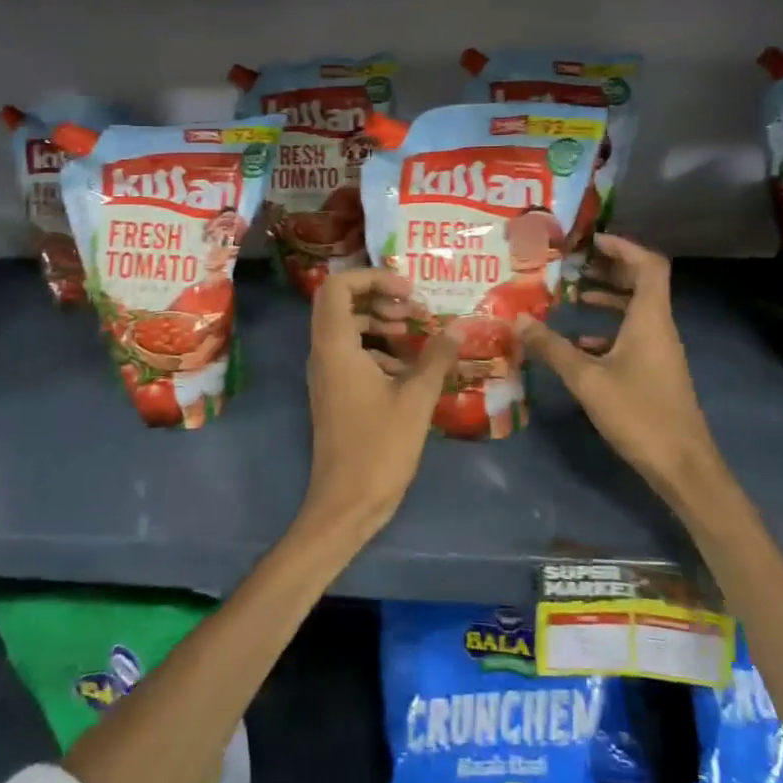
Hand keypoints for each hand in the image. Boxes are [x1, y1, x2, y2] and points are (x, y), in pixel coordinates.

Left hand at [300, 268, 459, 541]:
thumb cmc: (378, 447)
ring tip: (417, 336)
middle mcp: (324, 353)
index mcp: (335, 346)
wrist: (345, 505)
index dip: (373, 277)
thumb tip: (458, 327)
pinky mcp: (336, 393)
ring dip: (381, 324)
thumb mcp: (416, 399)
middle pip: (341, 303)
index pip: (338, 286)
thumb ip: (436, 357)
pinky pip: (353, 354)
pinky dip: (379, 350)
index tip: (408, 291)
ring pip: (348, 329)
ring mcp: (327, 374)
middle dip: (379, 298)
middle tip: (414, 311)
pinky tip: (410, 369)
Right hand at [515, 233, 722, 500]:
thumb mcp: (587, 379)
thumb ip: (552, 348)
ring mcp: (660, 350)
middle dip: (609, 269)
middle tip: (575, 262)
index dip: (623, 247)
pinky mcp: (655, 371)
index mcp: (650, 319)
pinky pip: (632, 334)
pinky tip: (579, 341)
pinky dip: (608, 328)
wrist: (683, 466)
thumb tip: (518, 320)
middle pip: (641, 283)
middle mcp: (659, 327)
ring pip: (636, 310)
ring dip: (608, 297)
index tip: (591, 241)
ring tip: (573, 294)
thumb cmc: (639, 414)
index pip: (648, 265)